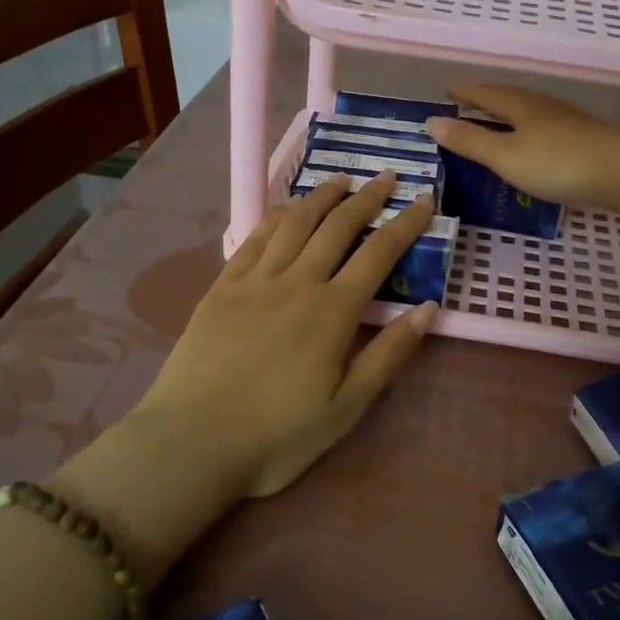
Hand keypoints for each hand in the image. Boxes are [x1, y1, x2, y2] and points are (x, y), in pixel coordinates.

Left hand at [132, 174, 438, 499]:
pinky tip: (286, 210)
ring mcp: (254, 281)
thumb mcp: (346, 407)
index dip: (405, 223)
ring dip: (320, 197)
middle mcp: (296, 283)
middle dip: (366, 198)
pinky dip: (276, 216)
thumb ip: (388, 355)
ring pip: (294, 223)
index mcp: (332, 312)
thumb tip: (427, 309)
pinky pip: (254, 238)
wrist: (193, 442)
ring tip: (340, 182)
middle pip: (337, 227)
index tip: (423, 200)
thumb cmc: (277, 435)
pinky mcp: (221, 288)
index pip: (379, 253)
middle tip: (385, 178)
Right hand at [425, 84, 619, 212]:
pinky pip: (545, 129)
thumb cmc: (559, 163)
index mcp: (521, 106)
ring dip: (508, 116)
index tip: (447, 91)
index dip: (465, 93)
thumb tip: (432, 122)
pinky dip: (528, 132)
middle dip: (486, 101)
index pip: (486, 93)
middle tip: (466, 105)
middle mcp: (543, 107)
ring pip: (529, 112)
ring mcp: (567, 123)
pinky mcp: (585, 140)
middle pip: (509, 98)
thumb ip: (470, 141)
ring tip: (494, 123)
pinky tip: (532, 145)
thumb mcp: (506, 156)